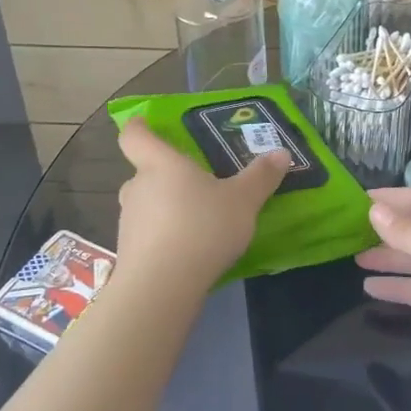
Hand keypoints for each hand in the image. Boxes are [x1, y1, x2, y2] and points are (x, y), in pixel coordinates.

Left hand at [115, 118, 289, 293]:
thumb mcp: (243, 201)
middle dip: (166, 176)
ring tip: (196, 221)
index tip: (145, 123)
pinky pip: (148, 235)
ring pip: (146, 205)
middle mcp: (137, 187)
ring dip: (166, 209)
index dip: (139, 127)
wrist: (162, 287)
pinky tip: (188, 252)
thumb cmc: (201, 227)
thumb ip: (261, 177)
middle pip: (144, 172)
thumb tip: (281, 153)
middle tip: (195, 184)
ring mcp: (128, 221)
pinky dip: (164, 237)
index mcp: (160, 164)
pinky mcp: (129, 253)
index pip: (135, 136)